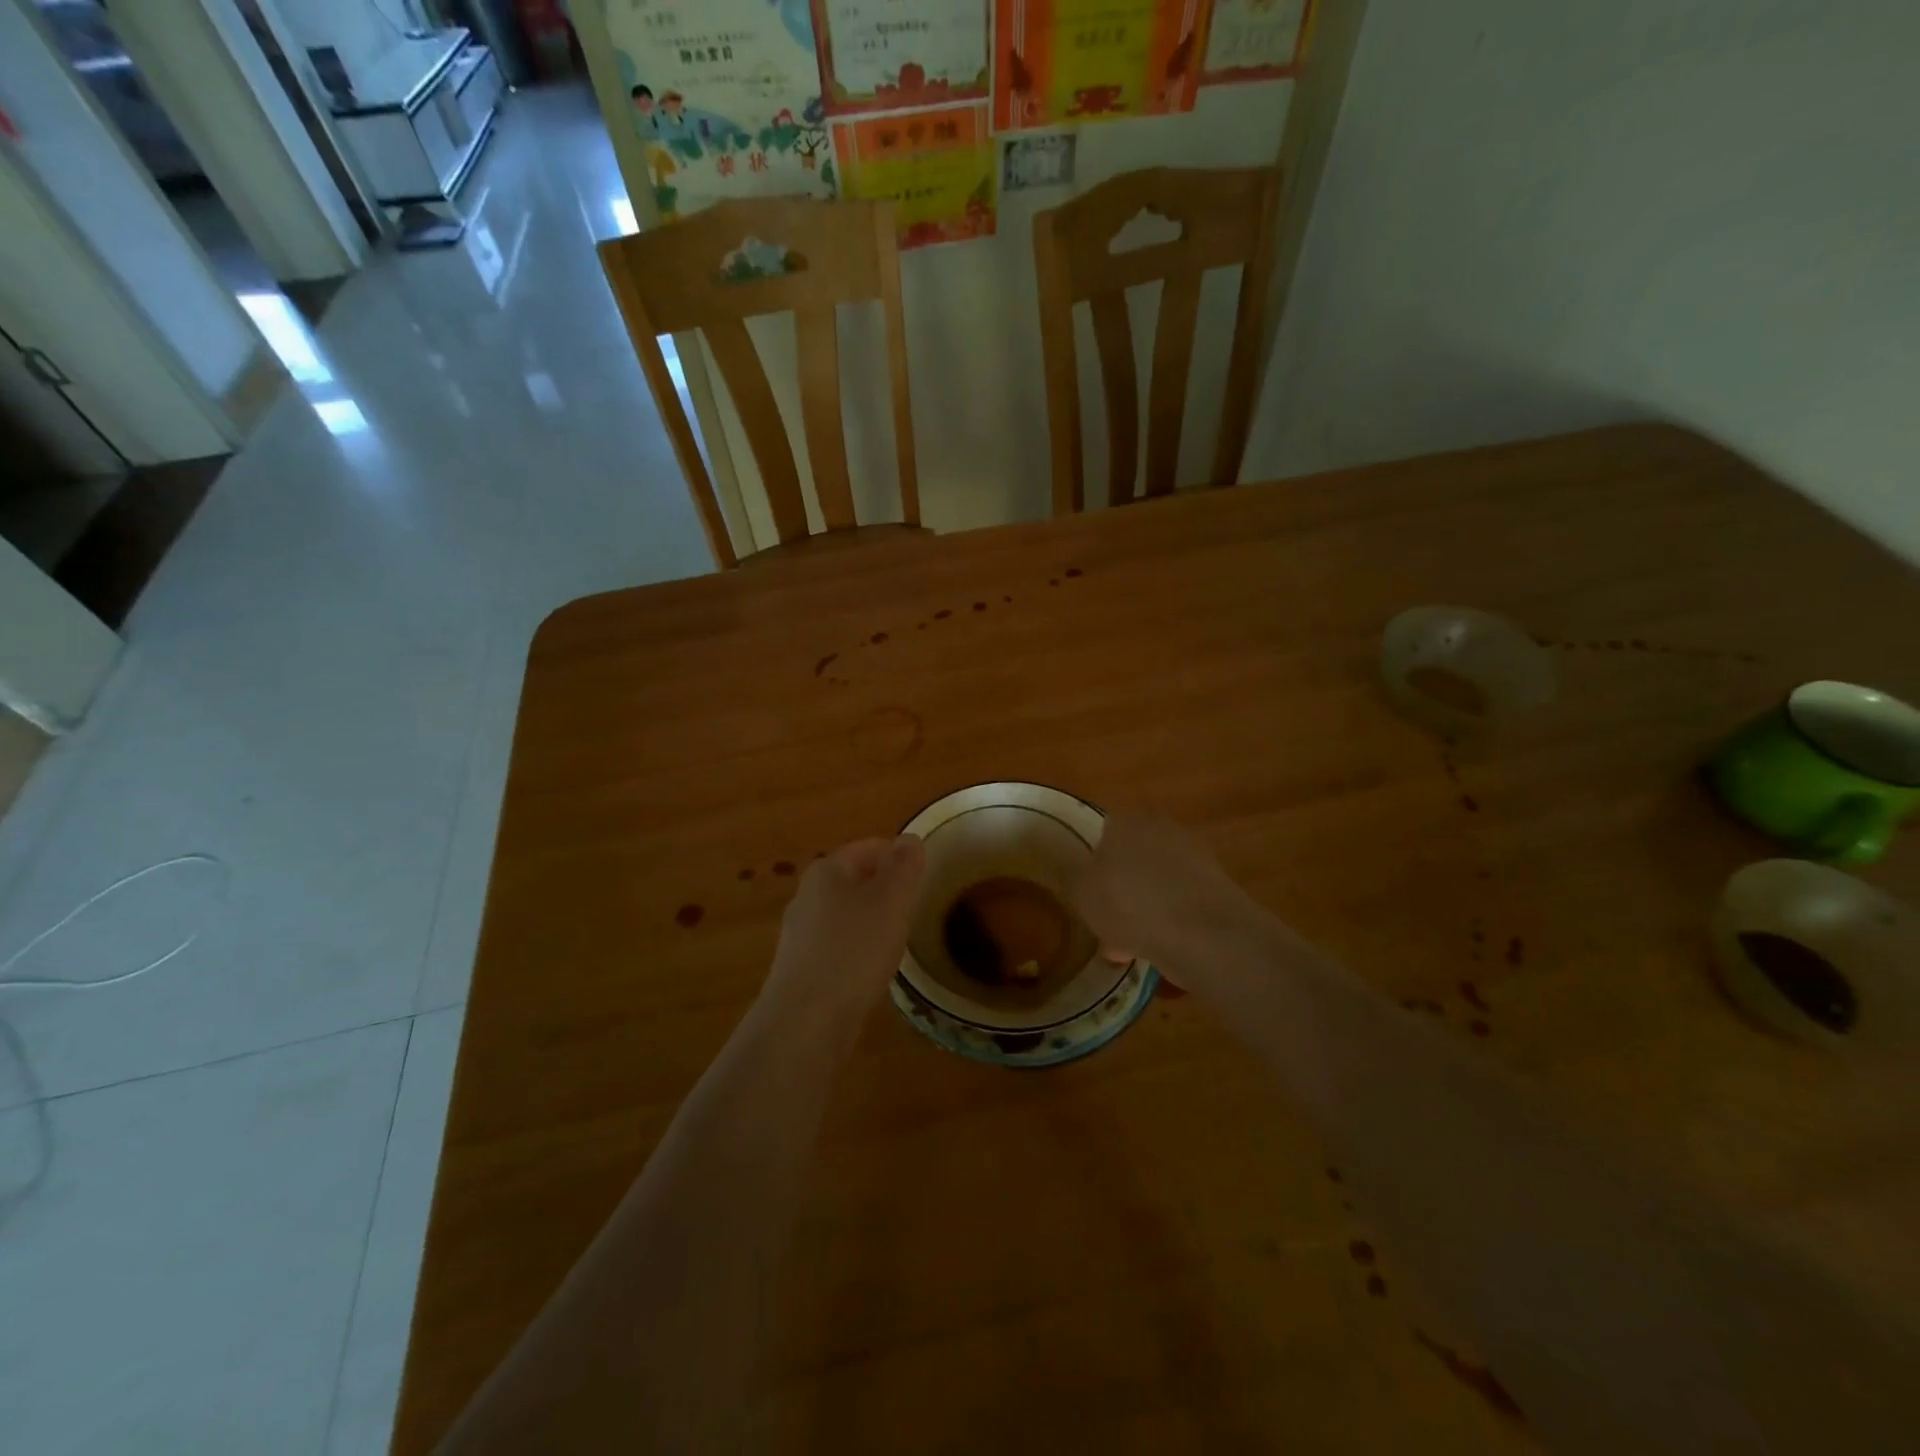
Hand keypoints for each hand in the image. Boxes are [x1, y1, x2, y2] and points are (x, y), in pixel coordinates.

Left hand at [759, 835, 925, 1038]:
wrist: (806, 1020)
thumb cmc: (854, 950)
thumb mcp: (892, 900)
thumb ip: (904, 866)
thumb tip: (909, 839)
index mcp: (827, 870)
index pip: (870, 847)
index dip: (900, 857)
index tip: (925, 877)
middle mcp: (808, 894)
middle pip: (856, 879)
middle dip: (886, 889)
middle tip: (916, 907)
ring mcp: (801, 933)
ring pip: (847, 914)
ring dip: (873, 921)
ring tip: (900, 938)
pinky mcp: (801, 968)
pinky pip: (838, 945)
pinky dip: (859, 949)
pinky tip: (873, 969)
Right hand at [1067, 813, 1254, 975]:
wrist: (1203, 934)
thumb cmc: (1130, 903)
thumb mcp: (1081, 891)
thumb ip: (1071, 875)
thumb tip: (1070, 866)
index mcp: (1127, 822)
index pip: (1103, 831)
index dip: (1091, 861)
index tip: (1085, 890)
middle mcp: (1162, 830)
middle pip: (1131, 858)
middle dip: (1119, 887)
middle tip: (1105, 920)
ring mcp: (1194, 859)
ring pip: (1155, 884)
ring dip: (1142, 908)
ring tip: (1126, 946)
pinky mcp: (1216, 889)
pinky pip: (1179, 904)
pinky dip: (1167, 923)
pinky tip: (1155, 950)